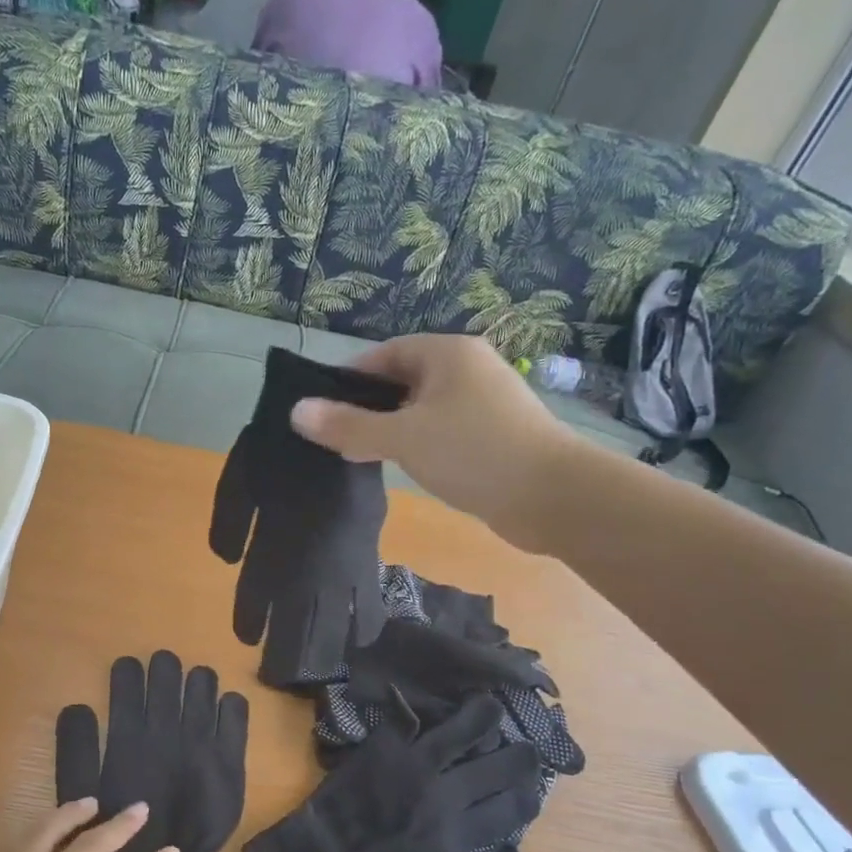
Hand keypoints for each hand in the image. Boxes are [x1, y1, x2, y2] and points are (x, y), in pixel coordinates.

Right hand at [289, 335, 573, 551]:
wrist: (554, 496)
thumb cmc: (474, 452)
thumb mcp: (402, 437)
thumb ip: (349, 426)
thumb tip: (296, 411)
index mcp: (448, 354)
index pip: (385, 354)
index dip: (349, 378)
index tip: (321, 408)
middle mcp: (468, 369)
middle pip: (402, 381)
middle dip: (367, 408)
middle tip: (334, 437)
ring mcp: (484, 403)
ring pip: (421, 409)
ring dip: (390, 429)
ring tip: (358, 456)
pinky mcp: (493, 436)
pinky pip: (441, 431)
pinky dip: (416, 444)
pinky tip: (400, 467)